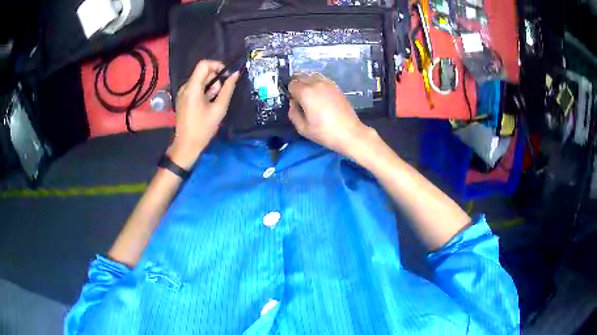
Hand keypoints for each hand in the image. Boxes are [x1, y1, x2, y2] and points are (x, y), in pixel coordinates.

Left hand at [170, 60, 239, 168]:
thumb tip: (236, 74)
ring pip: (200, 81)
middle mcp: (185, 87)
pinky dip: (205, 92)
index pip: (204, 64)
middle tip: (220, 95)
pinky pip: (196, 88)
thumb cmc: (203, 128)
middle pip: (203, 73)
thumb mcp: (219, 109)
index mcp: (192, 88)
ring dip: (211, 87)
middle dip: (215, 80)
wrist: (186, 145)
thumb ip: (228, 89)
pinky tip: (207, 106)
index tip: (227, 76)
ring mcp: (183, 93)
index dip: (217, 65)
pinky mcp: (183, 99)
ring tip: (214, 104)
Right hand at [288, 73, 374, 156]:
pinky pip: (322, 79)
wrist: (349, 133)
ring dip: (308, 82)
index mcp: (306, 93)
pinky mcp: (336, 87)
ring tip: (310, 96)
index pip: (292, 84)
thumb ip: (293, 113)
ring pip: (312, 75)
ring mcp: (328, 84)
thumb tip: (293, 103)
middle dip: (298, 85)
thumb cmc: (324, 132)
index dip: (290, 92)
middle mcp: (316, 84)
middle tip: (300, 98)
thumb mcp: (302, 128)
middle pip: (301, 76)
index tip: (294, 102)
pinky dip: (317, 83)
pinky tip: (320, 96)